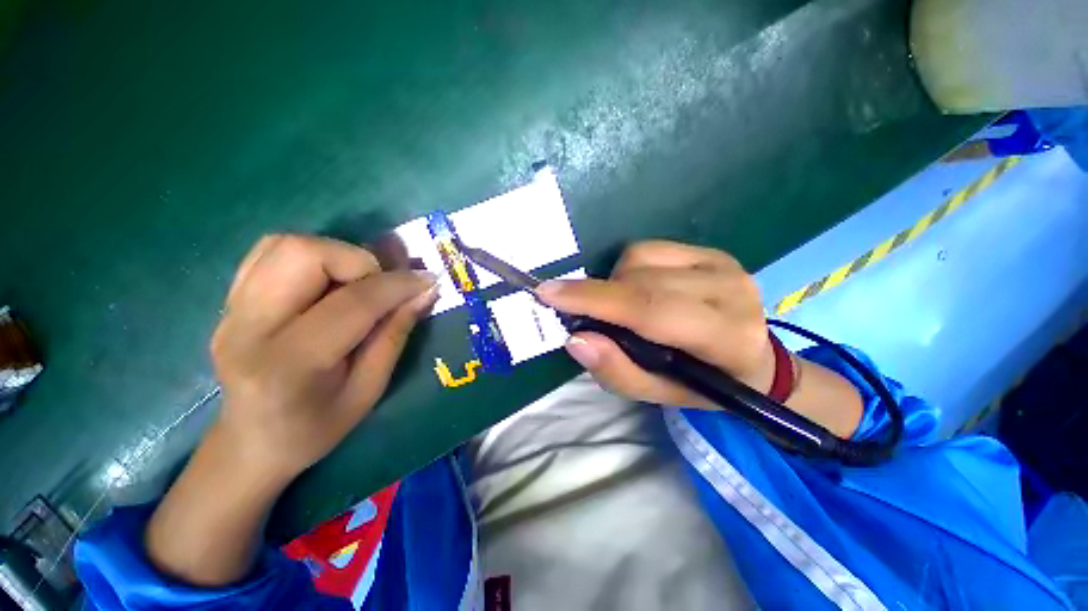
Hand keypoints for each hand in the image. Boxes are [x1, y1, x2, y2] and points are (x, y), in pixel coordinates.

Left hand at [211, 234, 437, 481]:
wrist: (250, 443)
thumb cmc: (315, 428)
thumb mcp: (368, 390)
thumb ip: (395, 334)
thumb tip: (425, 291)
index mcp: (288, 364)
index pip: (352, 302)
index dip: (398, 285)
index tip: (428, 280)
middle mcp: (248, 328)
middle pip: (304, 254)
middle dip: (359, 261)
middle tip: (382, 286)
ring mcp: (231, 310)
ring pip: (285, 244)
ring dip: (337, 255)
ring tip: (357, 284)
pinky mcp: (228, 300)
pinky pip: (270, 251)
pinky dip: (312, 255)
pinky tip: (329, 281)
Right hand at [536, 241, 774, 409]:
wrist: (752, 360)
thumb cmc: (703, 384)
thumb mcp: (658, 394)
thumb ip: (617, 371)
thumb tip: (576, 339)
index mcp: (725, 338)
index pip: (649, 309)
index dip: (595, 299)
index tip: (548, 293)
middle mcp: (729, 290)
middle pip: (639, 280)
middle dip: (598, 295)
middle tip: (582, 313)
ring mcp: (722, 264)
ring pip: (639, 258)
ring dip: (615, 283)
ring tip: (623, 309)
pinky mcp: (710, 251)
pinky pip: (649, 248)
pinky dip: (629, 269)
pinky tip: (639, 289)